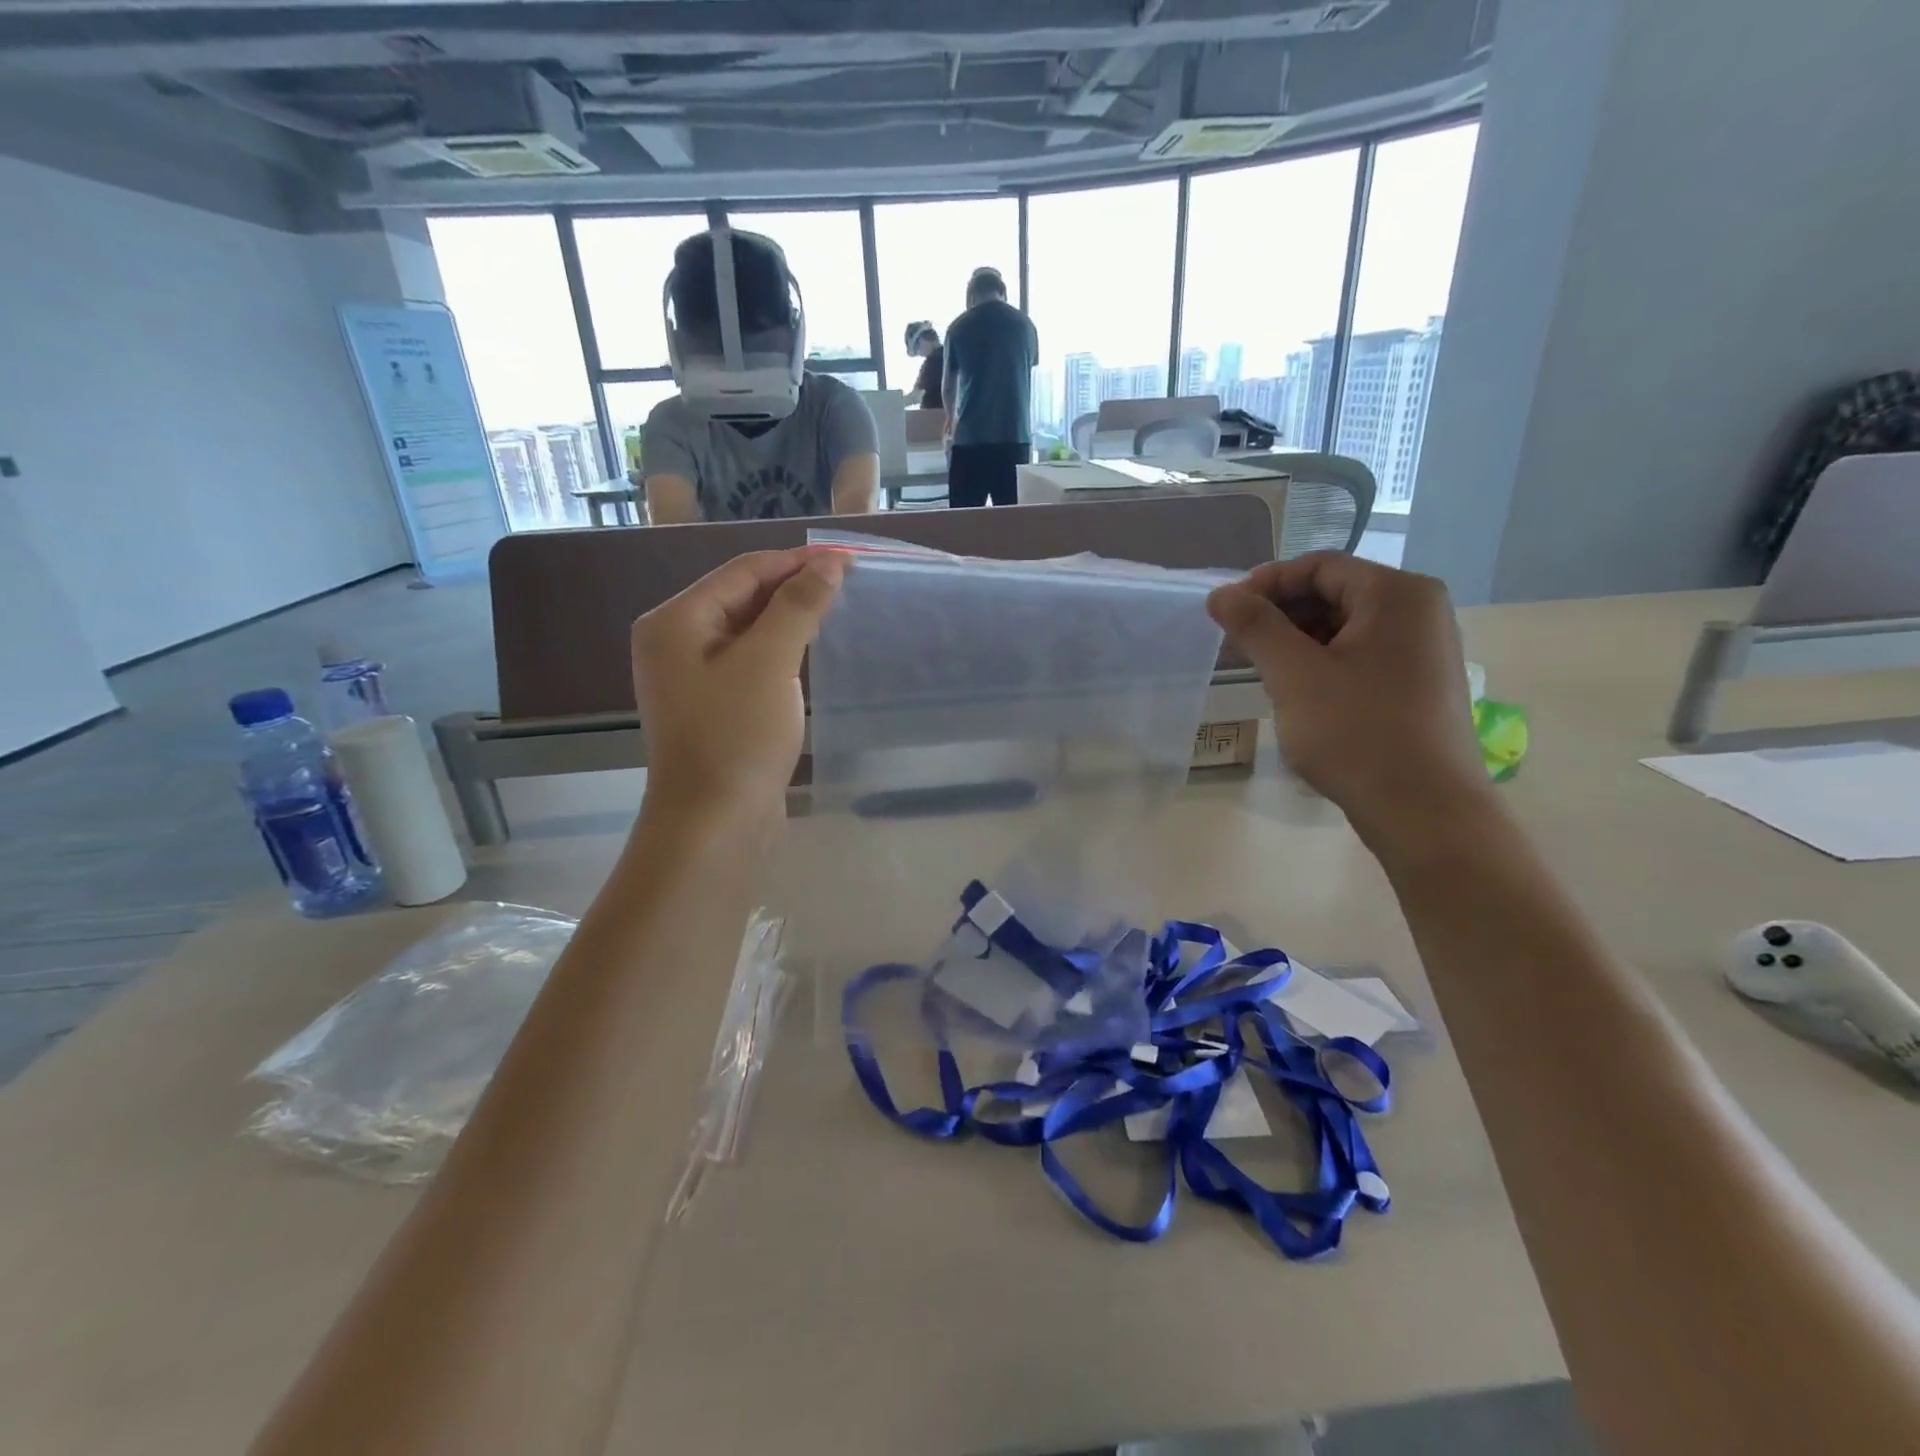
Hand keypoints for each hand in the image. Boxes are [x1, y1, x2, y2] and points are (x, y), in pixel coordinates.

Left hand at [630, 547, 847, 833]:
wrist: (714, 824)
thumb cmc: (737, 737)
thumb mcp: (770, 662)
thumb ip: (798, 606)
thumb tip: (829, 564)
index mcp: (675, 621)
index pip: (742, 571)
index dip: (796, 561)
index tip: (848, 559)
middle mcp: (675, 641)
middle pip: (740, 596)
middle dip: (792, 587)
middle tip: (848, 584)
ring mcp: (690, 676)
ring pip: (747, 630)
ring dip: (788, 618)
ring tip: (835, 611)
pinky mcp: (711, 705)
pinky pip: (748, 661)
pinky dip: (779, 650)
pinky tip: (808, 651)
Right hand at [1206, 553, 1492, 848]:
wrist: (1424, 809)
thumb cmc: (1356, 731)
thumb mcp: (1294, 674)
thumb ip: (1255, 626)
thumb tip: (1220, 594)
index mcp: (1398, 594)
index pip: (1320, 566)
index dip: (1266, 583)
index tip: (1226, 611)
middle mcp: (1420, 610)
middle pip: (1335, 593)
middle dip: (1281, 614)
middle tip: (1238, 643)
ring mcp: (1424, 649)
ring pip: (1346, 627)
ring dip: (1298, 641)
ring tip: (1262, 670)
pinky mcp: (1420, 684)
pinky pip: (1362, 655)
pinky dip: (1323, 663)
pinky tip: (1297, 692)